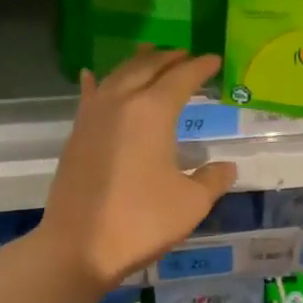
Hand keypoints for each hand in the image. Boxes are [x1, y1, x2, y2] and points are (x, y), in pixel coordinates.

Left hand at [39, 48, 238, 290]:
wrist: (78, 247)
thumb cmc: (141, 222)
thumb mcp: (191, 203)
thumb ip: (213, 179)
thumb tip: (226, 167)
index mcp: (153, 111)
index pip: (182, 77)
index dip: (201, 67)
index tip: (215, 60)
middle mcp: (121, 102)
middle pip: (148, 67)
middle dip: (170, 58)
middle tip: (188, 56)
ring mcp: (93, 115)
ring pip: (117, 75)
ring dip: (138, 63)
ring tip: (152, 55)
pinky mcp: (77, 134)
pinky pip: (90, 95)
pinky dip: (97, 82)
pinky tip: (92, 76)